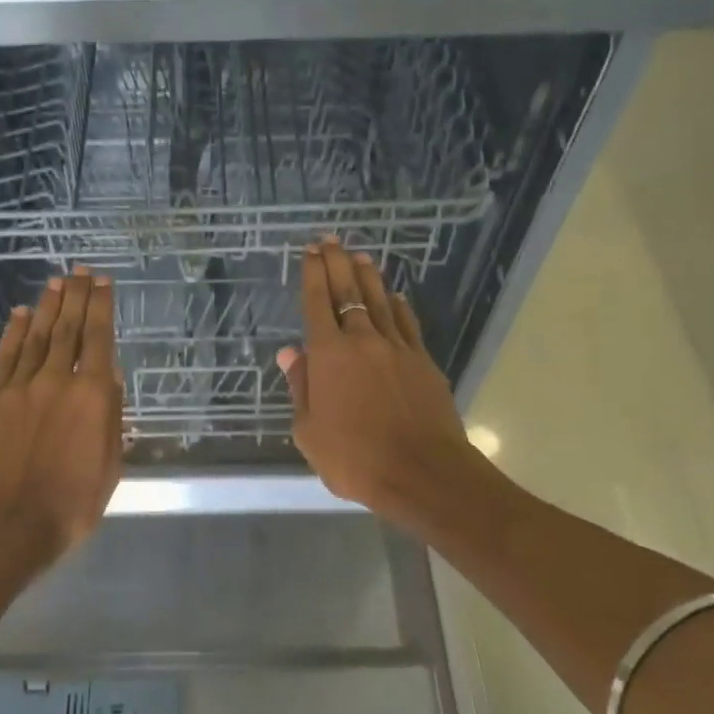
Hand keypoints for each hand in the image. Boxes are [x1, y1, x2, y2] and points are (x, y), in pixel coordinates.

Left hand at [0, 266, 123, 567]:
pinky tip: (21, 315)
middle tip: (81, 271)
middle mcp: (56, 381)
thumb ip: (110, 417)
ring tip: (56, 283)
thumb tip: (108, 376)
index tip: (104, 282)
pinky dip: (14, 333)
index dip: (101, 307)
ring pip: (37, 337)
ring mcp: (19, 388)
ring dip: (48, 307)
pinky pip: (5, 358)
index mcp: (91, 397)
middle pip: (67, 328)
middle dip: (76, 297)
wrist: (6, 528)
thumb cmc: (70, 506)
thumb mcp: (109, 466)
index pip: (98, 338)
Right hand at [278, 239, 478, 524]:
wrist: (422, 472)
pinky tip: (395, 297)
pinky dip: (398, 307)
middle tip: (330, 240)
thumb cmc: (354, 458)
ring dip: (368, 276)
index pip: (316, 304)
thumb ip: (301, 388)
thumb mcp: (309, 431)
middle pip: (348, 291)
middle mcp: (362, 341)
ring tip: (360, 256)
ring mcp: (397, 348)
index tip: (309, 252)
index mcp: (328, 356)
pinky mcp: (423, 361)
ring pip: (379, 301)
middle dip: (336, 263)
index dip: (311, 275)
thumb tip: (290, 354)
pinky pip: (407, 324)